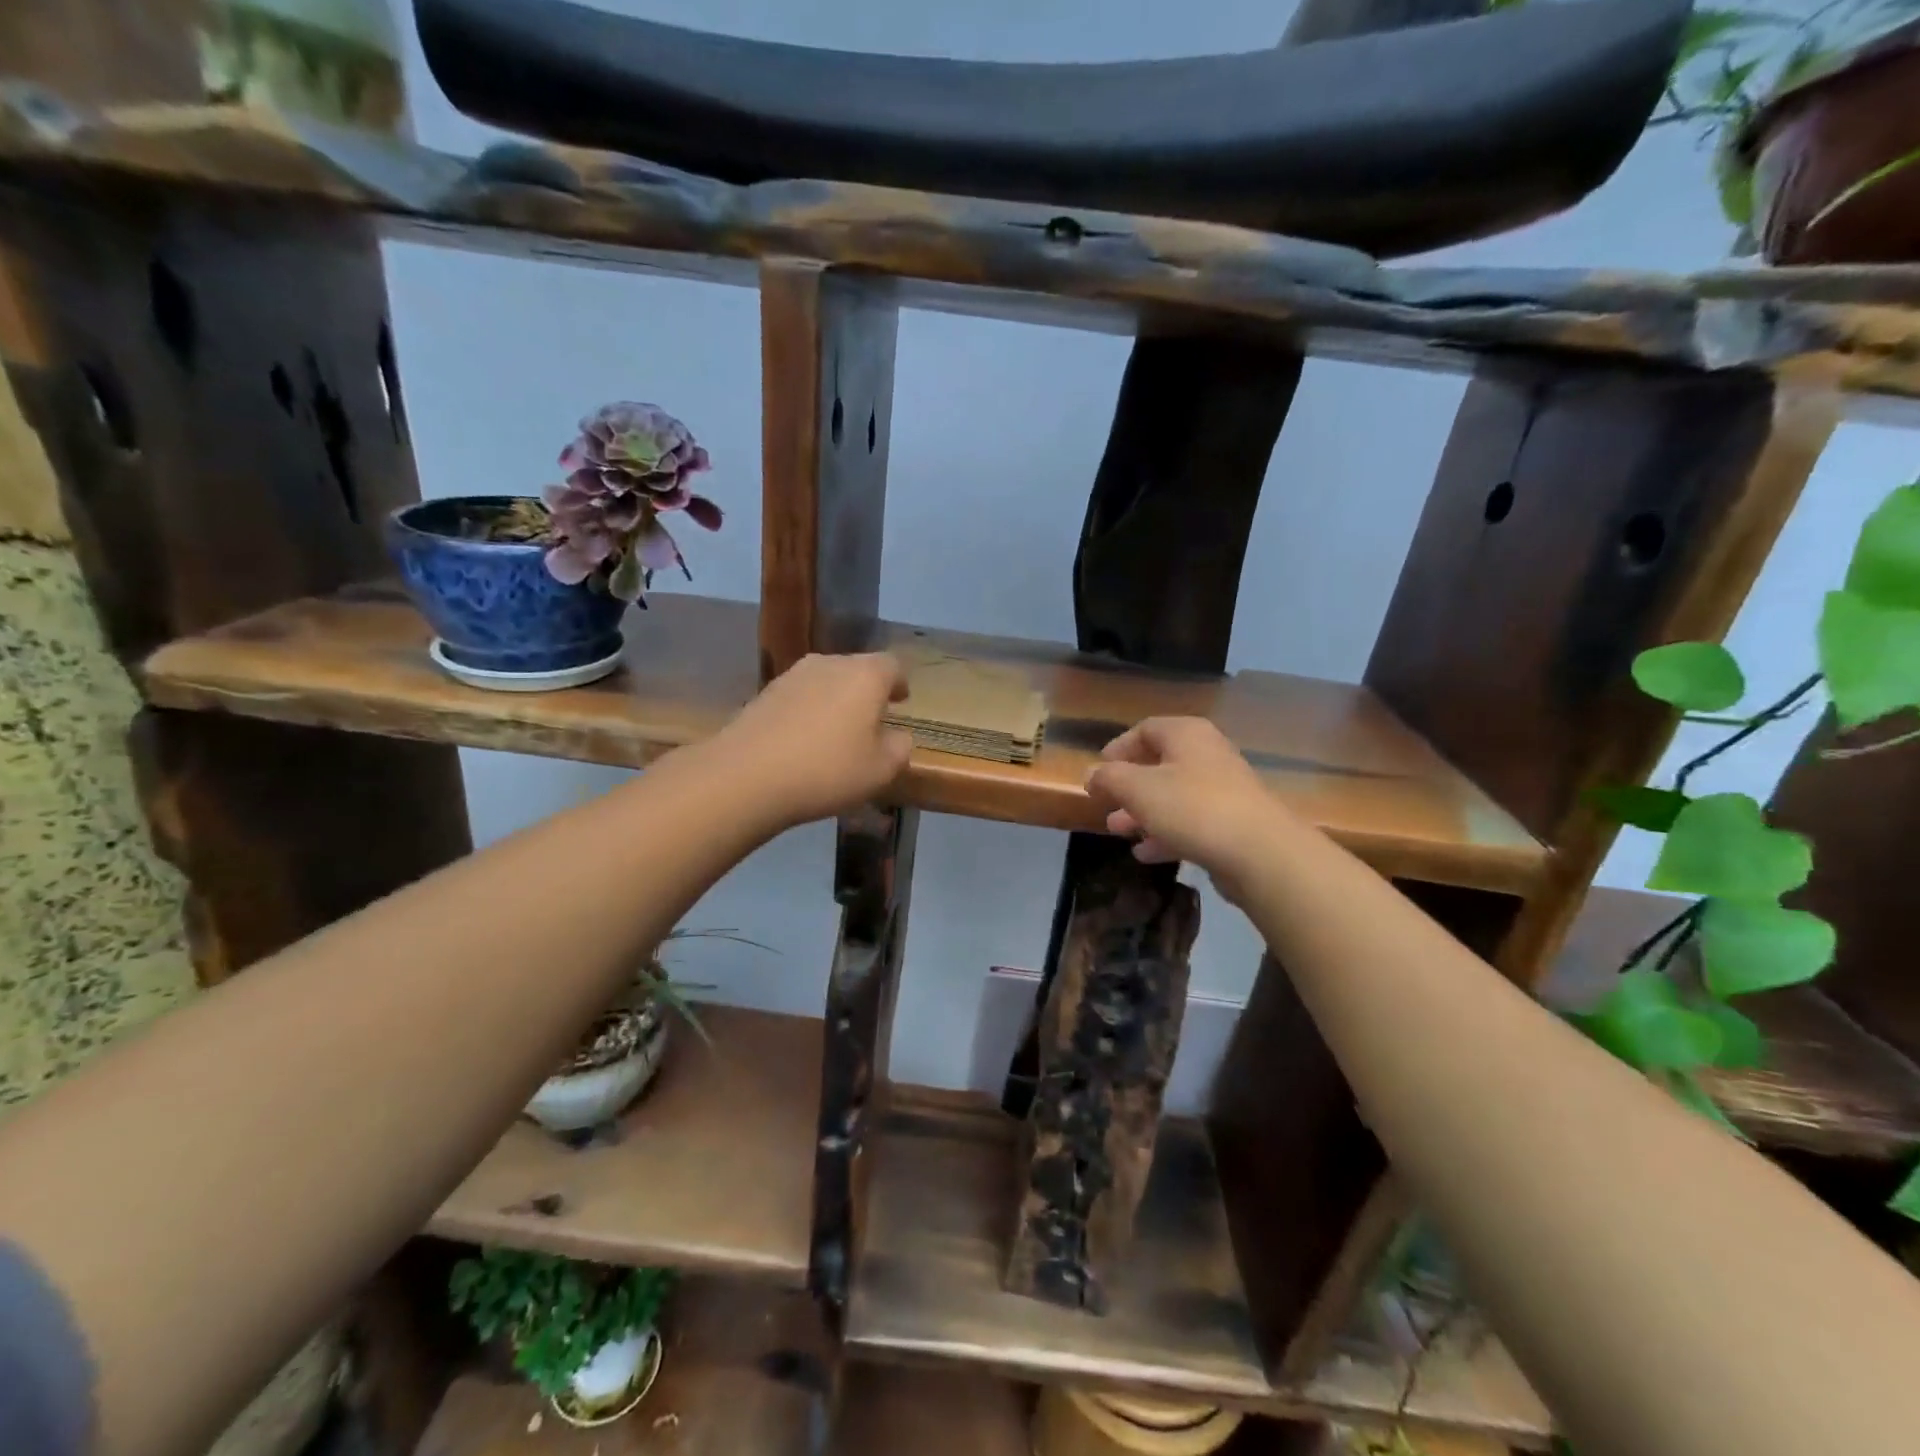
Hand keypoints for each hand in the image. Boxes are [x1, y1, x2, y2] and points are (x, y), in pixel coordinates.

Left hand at [714, 652, 913, 827]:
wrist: (745, 776)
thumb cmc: (827, 770)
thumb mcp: (880, 770)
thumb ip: (899, 748)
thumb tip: (897, 736)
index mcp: (865, 675)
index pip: (892, 665)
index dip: (900, 683)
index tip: (901, 701)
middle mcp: (829, 663)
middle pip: (857, 669)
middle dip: (867, 692)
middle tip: (871, 720)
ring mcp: (792, 676)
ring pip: (825, 681)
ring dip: (835, 701)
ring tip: (836, 732)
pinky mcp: (764, 693)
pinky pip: (799, 697)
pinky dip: (808, 712)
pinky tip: (804, 741)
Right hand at [1084, 717, 1293, 892]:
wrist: (1260, 852)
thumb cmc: (1192, 808)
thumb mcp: (1138, 789)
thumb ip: (1109, 778)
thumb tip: (1091, 774)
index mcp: (1186, 734)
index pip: (1145, 729)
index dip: (1118, 748)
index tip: (1098, 770)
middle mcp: (1207, 754)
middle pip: (1159, 764)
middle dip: (1128, 787)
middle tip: (1106, 805)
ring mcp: (1224, 789)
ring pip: (1173, 796)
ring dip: (1142, 813)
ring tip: (1119, 832)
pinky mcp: (1232, 823)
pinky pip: (1191, 822)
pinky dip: (1166, 833)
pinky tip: (1146, 853)